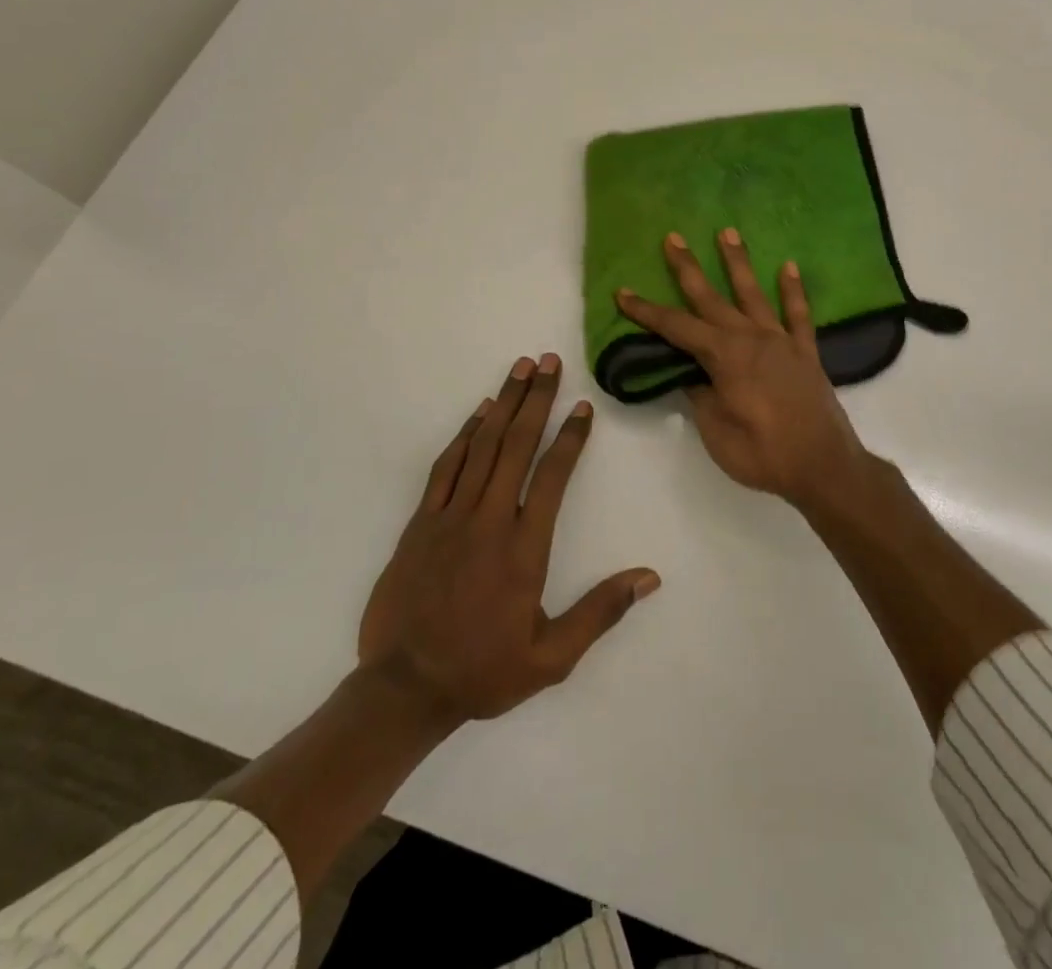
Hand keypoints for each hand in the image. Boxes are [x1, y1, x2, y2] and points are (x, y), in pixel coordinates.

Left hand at [358, 355, 660, 730]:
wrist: (402, 690)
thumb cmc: (482, 671)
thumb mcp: (551, 657)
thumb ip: (600, 612)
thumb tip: (649, 577)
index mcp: (524, 549)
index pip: (553, 477)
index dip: (571, 438)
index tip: (583, 407)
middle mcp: (489, 521)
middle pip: (516, 446)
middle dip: (536, 399)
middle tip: (549, 361)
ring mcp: (449, 517)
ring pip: (481, 447)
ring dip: (504, 404)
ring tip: (520, 369)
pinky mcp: (420, 522)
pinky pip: (446, 467)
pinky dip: (464, 434)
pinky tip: (478, 412)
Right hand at [616, 231, 870, 507]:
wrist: (823, 465)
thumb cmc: (762, 453)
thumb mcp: (715, 431)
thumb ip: (700, 396)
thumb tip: (690, 374)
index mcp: (724, 356)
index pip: (677, 327)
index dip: (647, 311)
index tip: (623, 292)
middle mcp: (751, 338)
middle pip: (711, 298)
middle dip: (688, 268)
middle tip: (673, 237)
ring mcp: (781, 341)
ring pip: (754, 293)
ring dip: (738, 263)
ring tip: (727, 232)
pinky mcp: (806, 352)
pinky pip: (798, 314)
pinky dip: (794, 290)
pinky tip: (789, 267)